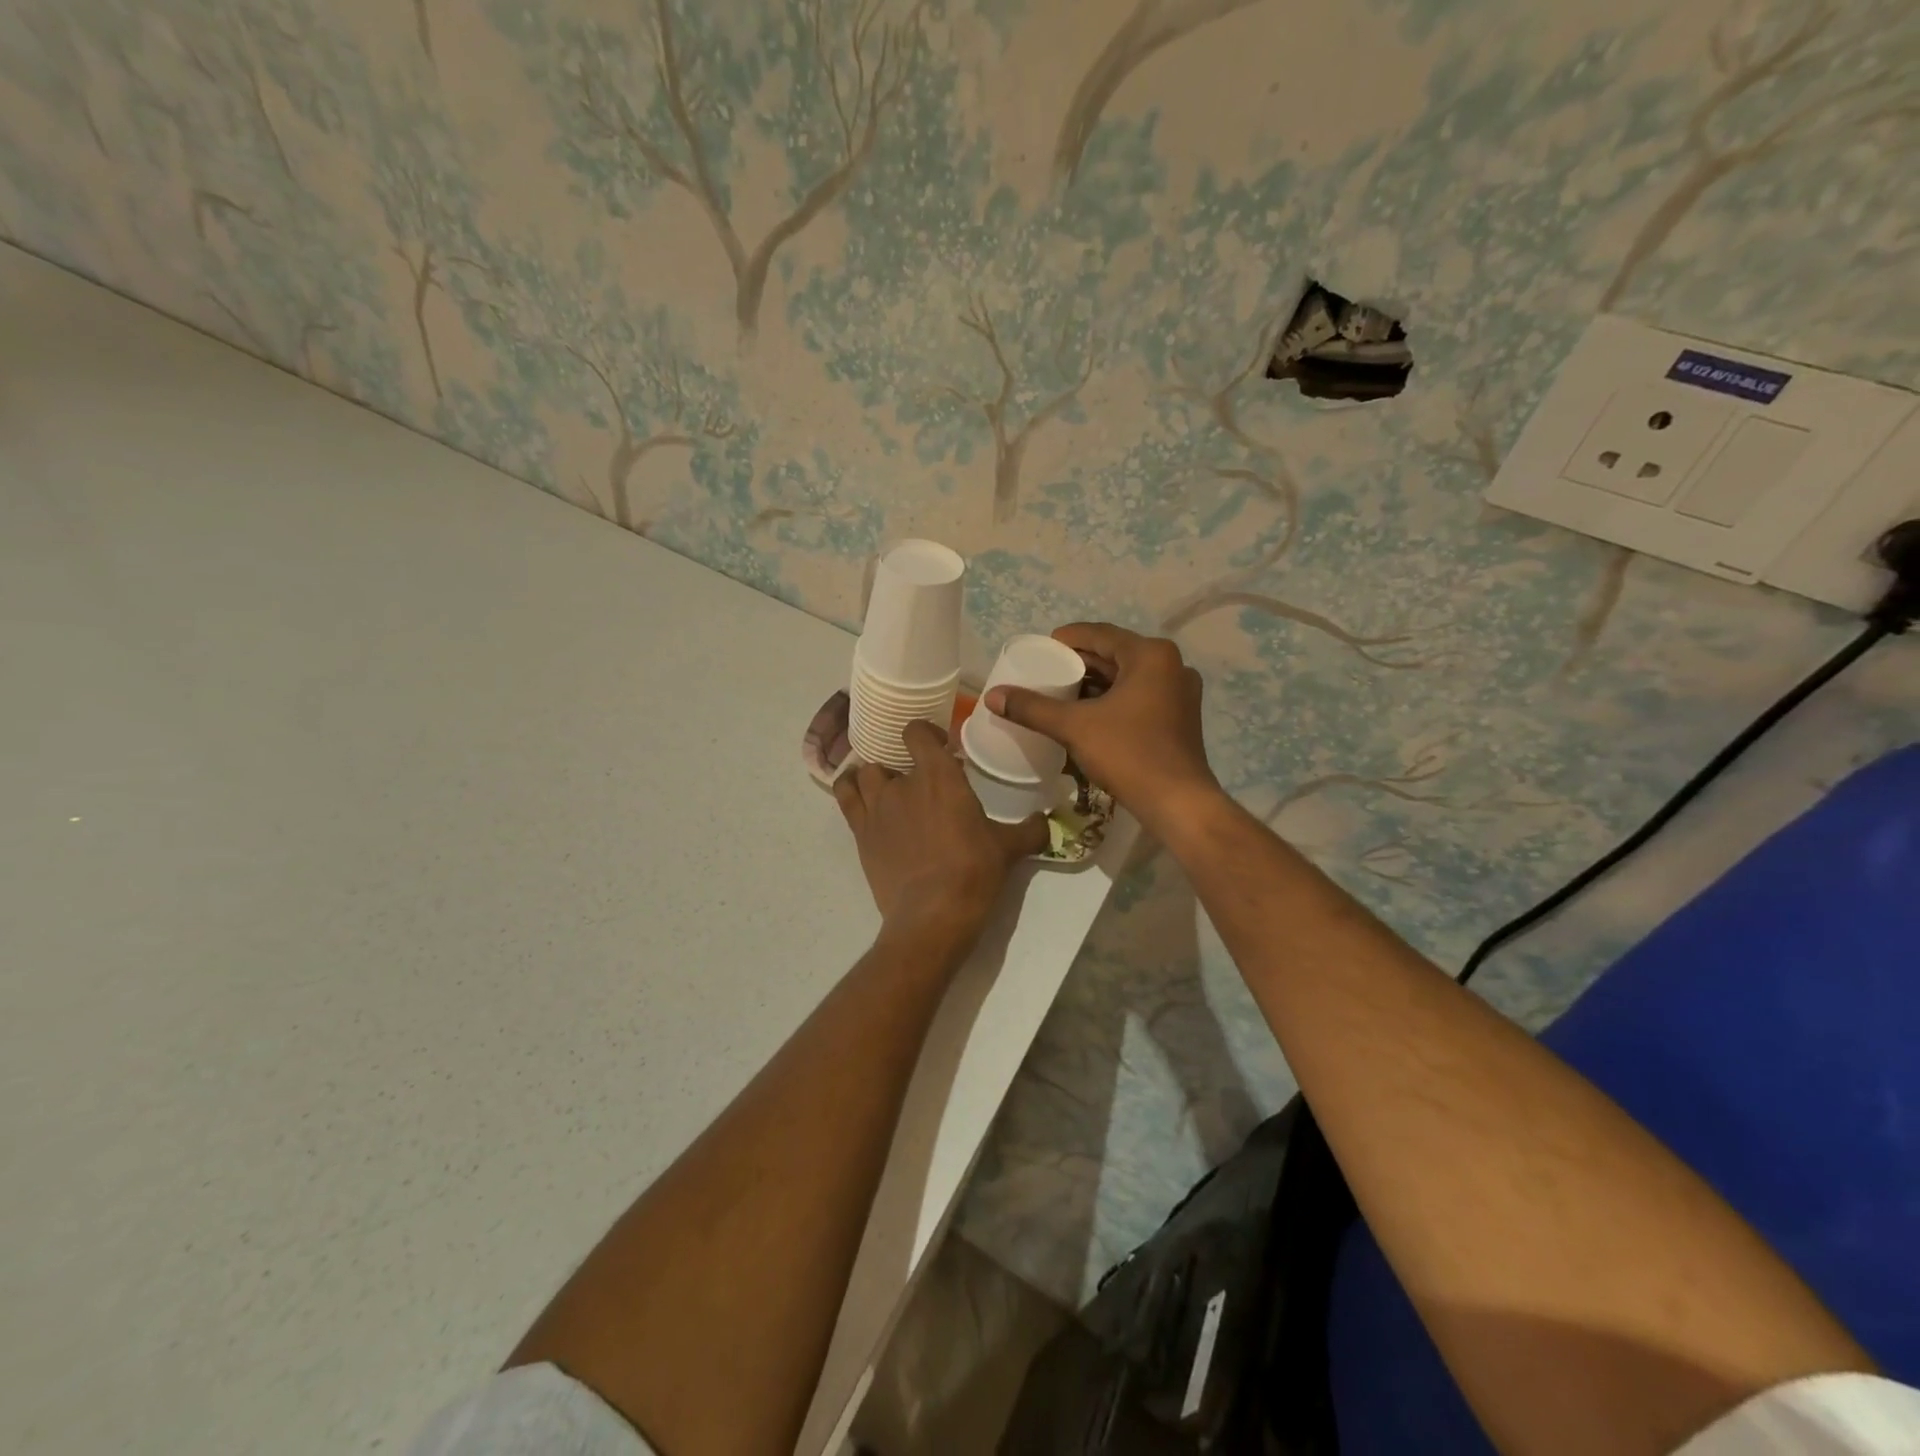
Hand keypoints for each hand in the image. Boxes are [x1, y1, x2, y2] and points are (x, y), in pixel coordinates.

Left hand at [834, 720, 1047, 945]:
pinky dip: (849, 790)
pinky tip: (859, 796)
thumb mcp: (1009, 848)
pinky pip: (845, 797)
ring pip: (865, 774)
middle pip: (892, 757)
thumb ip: (1030, 830)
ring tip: (890, 792)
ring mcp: (876, 807)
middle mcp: (902, 783)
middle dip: (905, 766)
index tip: (940, 746)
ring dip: (877, 777)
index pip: (917, 732)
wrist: (933, 913)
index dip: (925, 733)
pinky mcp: (860, 833)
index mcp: (939, 776)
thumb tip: (1046, 822)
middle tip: (922, 785)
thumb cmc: (974, 871)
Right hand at [984, 623, 1219, 830]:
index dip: (1067, 639)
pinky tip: (1088, 713)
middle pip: (1115, 654)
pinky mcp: (1180, 716)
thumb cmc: (1128, 754)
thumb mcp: (1074, 727)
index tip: (1040, 650)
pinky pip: (1139, 695)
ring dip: (1096, 682)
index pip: (1099, 634)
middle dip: (1080, 663)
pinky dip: (1113, 699)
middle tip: (1046, 672)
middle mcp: (1170, 665)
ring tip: (1061, 692)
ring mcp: (1179, 691)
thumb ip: (1033, 708)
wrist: (1177, 803)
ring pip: (1127, 676)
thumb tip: (993, 695)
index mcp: (1150, 655)